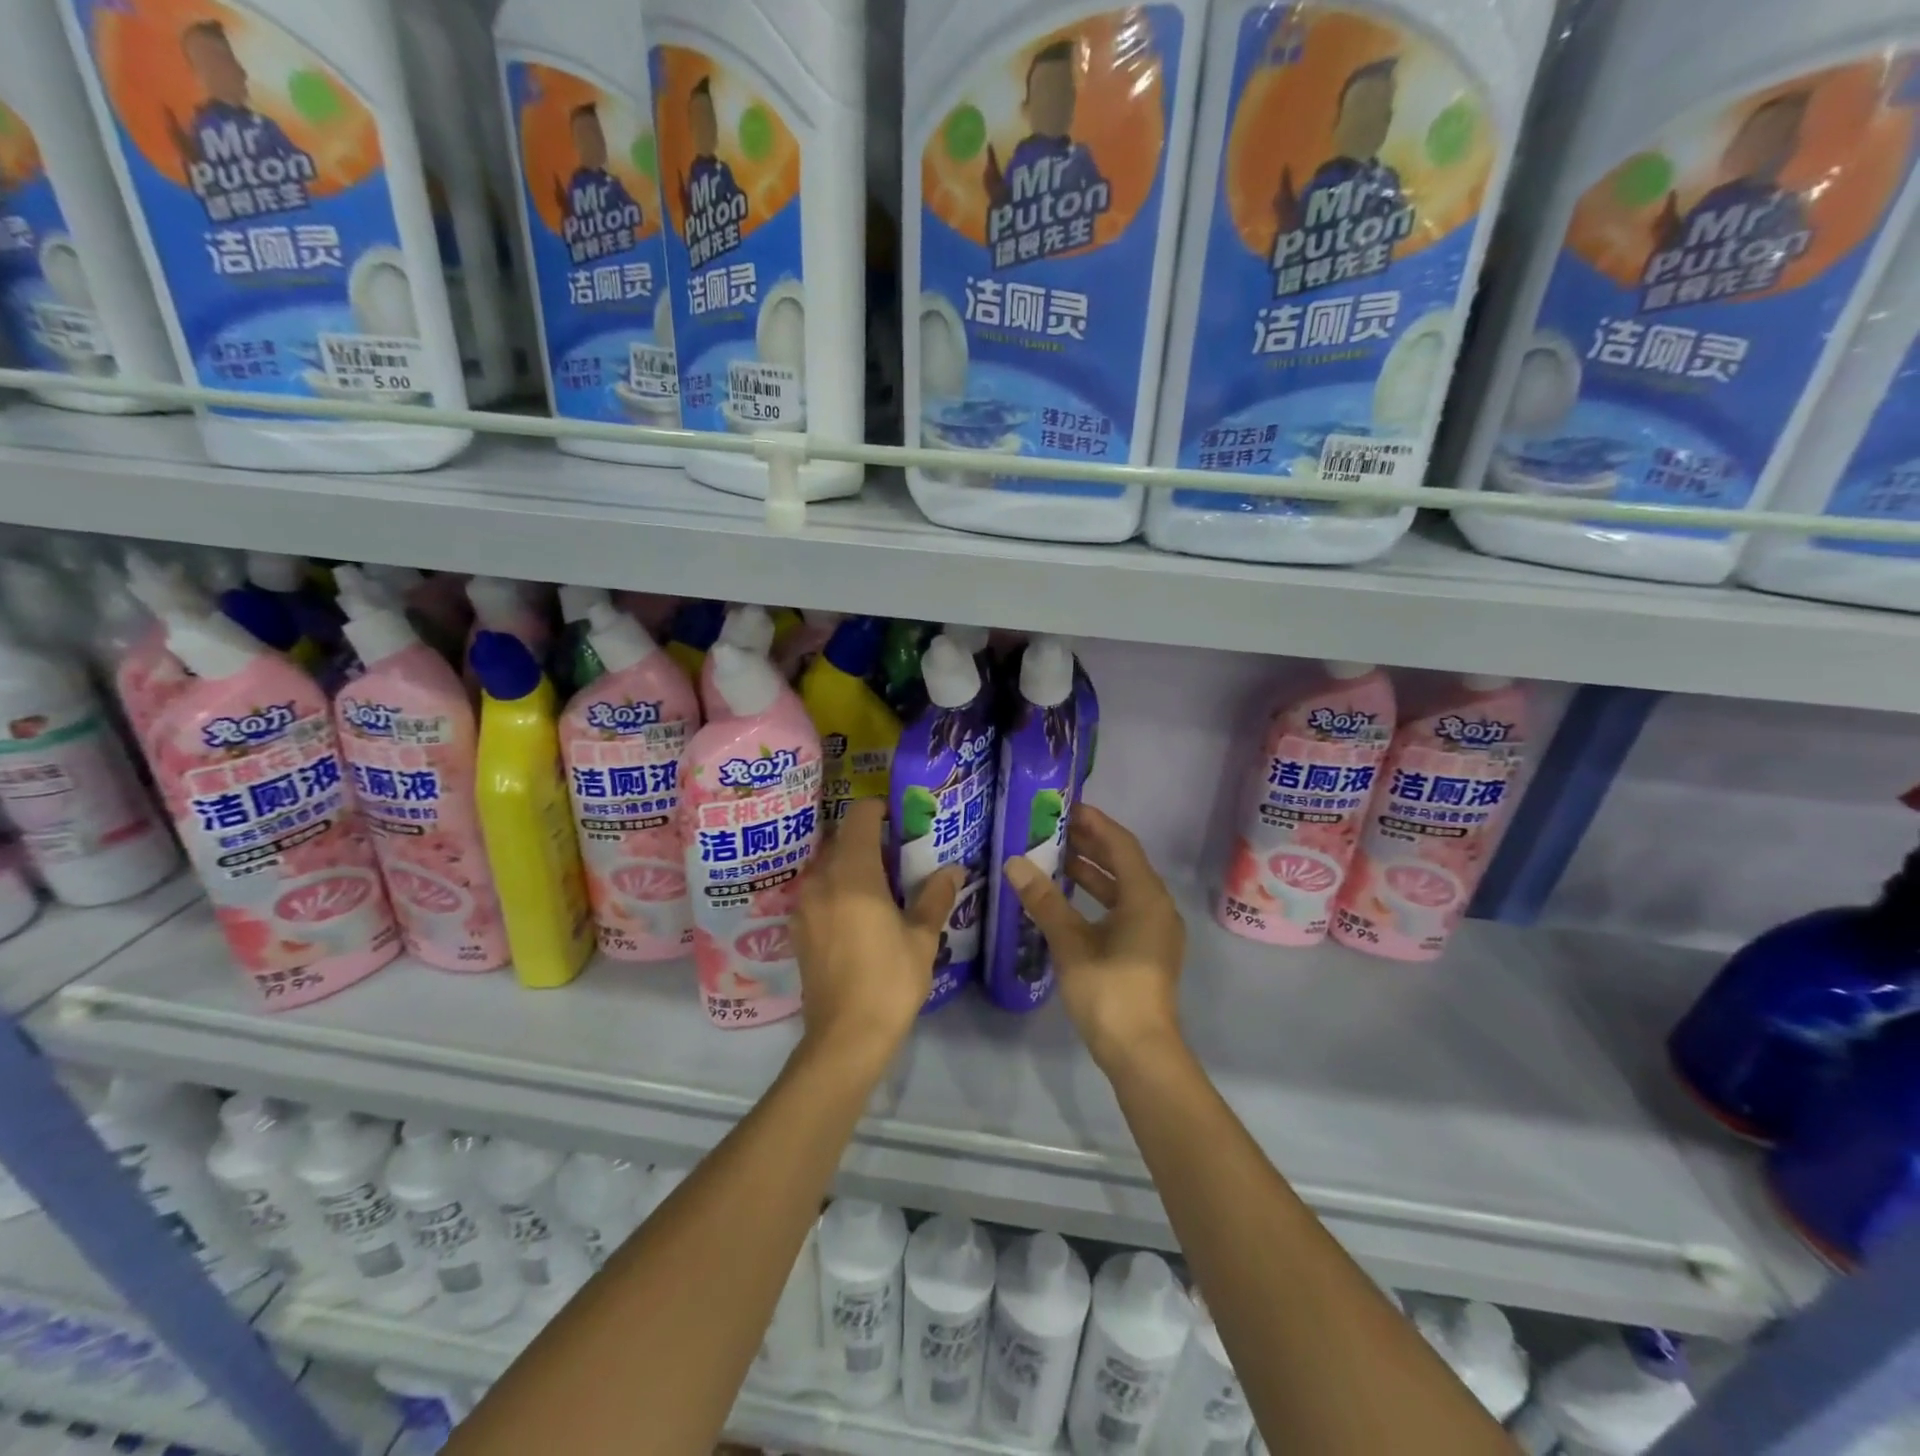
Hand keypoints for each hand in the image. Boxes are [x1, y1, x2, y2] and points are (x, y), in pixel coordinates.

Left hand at [791, 800, 960, 1063]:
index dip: (878, 809)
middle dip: (867, 838)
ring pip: (827, 865)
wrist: (845, 1037)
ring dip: (851, 863)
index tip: (899, 817)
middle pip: (840, 839)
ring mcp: (804, 904)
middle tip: (899, 852)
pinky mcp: (798, 928)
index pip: (859, 817)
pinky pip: (818, 890)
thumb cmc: (889, 980)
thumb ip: (934, 896)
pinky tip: (859, 911)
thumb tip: (953, 869)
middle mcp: (821, 880)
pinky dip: (837, 887)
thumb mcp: (922, 938)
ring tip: (881, 882)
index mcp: (853, 873)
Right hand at [1002, 804, 1185, 1071]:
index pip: (1120, 845)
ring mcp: (1154, 930)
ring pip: (1123, 888)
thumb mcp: (1071, 943)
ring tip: (1055, 858)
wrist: (1140, 1052)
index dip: (1094, 823)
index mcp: (1146, 897)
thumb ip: (1044, 901)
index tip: (1066, 808)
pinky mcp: (1146, 950)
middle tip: (1054, 829)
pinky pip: (1122, 909)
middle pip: (1124, 863)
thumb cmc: (1108, 991)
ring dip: (1092, 872)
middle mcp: (1156, 907)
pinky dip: (1097, 898)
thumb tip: (1014, 863)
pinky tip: (1068, 900)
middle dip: (1090, 845)